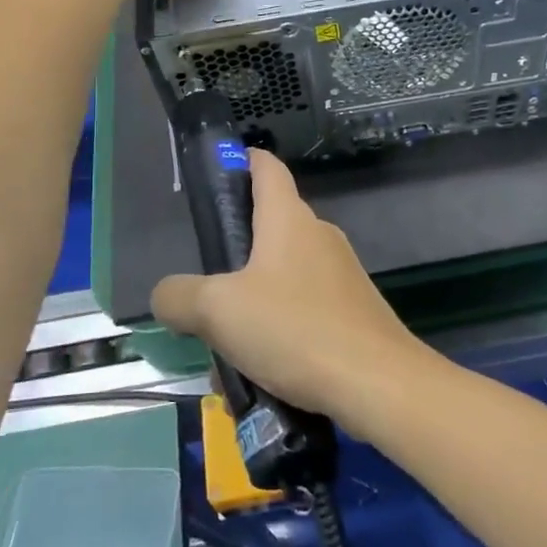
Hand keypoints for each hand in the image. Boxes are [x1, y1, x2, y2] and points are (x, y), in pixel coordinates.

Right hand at [150, 151, 433, 428]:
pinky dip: (280, 332)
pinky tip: (265, 373)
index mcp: (289, 219)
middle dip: (233, 258)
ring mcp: (341, 274)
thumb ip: (179, 297)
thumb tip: (168, 296)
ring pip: (282, 278)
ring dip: (252, 306)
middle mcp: (319, 236)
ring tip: (229, 352)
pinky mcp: (354, 310)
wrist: (378, 384)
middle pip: (269, 228)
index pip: (266, 168)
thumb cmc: (295, 330)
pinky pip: (304, 310)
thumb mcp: (218, 312)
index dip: (241, 162)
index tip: (216, 176)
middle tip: (204, 295)